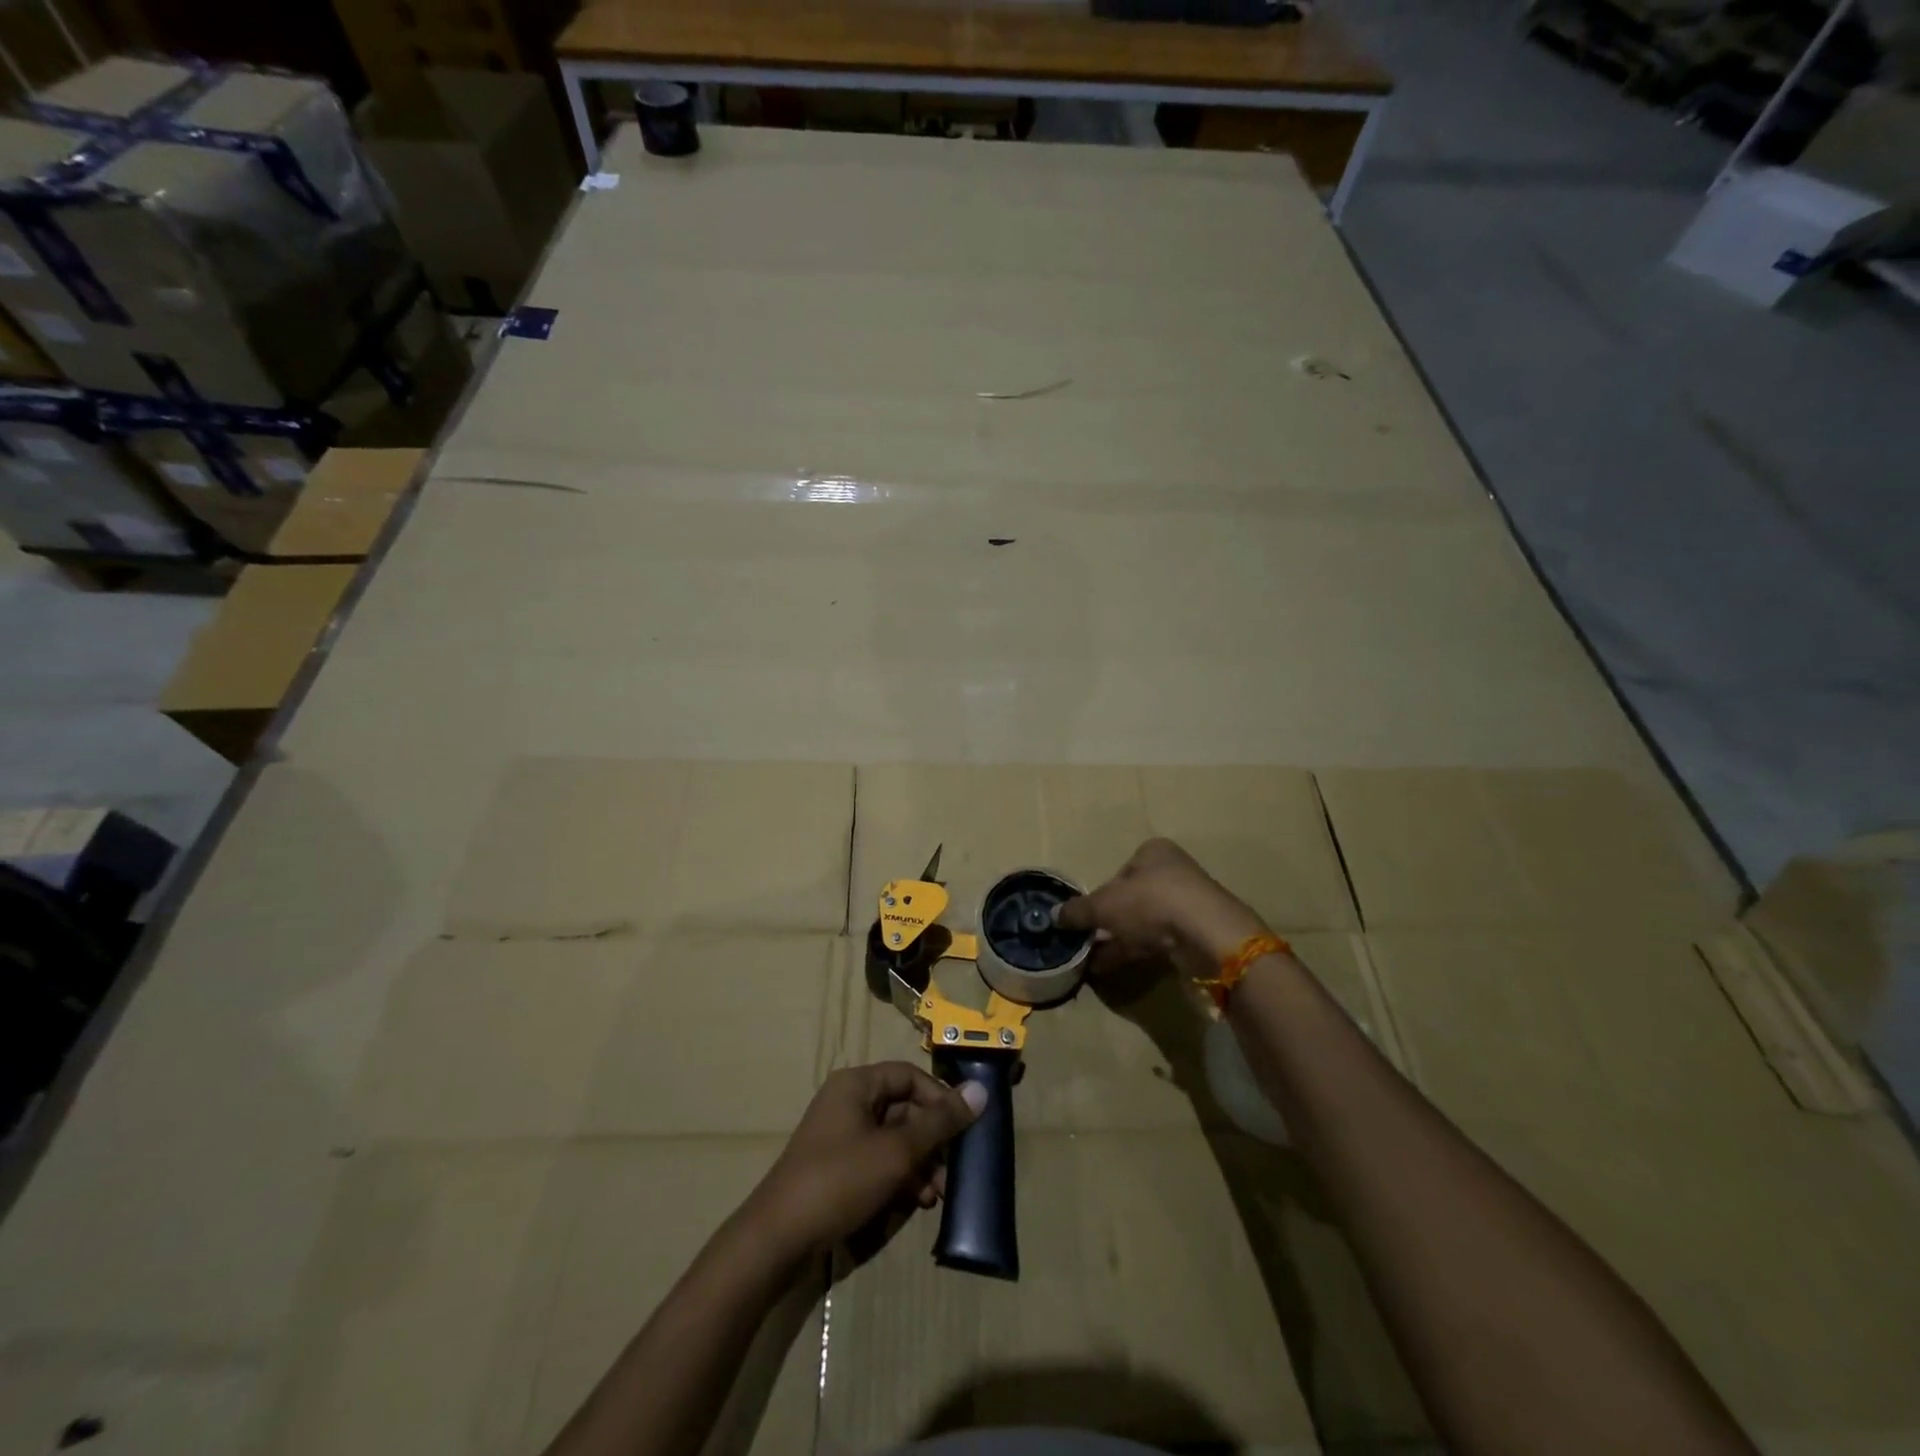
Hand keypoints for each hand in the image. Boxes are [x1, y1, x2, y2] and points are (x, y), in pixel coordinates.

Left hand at [743, 1062, 984, 1262]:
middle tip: (953, 1171)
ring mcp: (840, 1136)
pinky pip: (878, 1161)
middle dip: (932, 1140)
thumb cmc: (840, 1180)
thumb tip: (980, 1092)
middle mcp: (848, 1102)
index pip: (909, 1076)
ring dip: (919, 1164)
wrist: (777, 1239)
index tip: (964, 1128)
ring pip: (893, 1139)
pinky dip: (899, 1177)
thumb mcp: (897, 1152)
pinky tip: (915, 1203)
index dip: (940, 1098)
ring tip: (936, 1195)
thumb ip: (940, 1123)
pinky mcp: (836, 1168)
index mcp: (857, 1084)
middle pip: (903, 1108)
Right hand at [1058, 837, 1268, 964]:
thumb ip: (1078, 911)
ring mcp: (1188, 903)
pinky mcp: (1197, 932)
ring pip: (1144, 922)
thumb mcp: (1104, 905)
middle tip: (1087, 941)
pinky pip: (1159, 940)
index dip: (1101, 895)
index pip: (1119, 872)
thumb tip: (1054, 916)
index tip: (1088, 917)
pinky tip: (1113, 967)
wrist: (1208, 935)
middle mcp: (1173, 872)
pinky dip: (1135, 951)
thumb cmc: (1151, 903)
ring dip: (1118, 940)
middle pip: (1131, 898)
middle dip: (1108, 922)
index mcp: (1153, 852)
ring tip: (1093, 962)